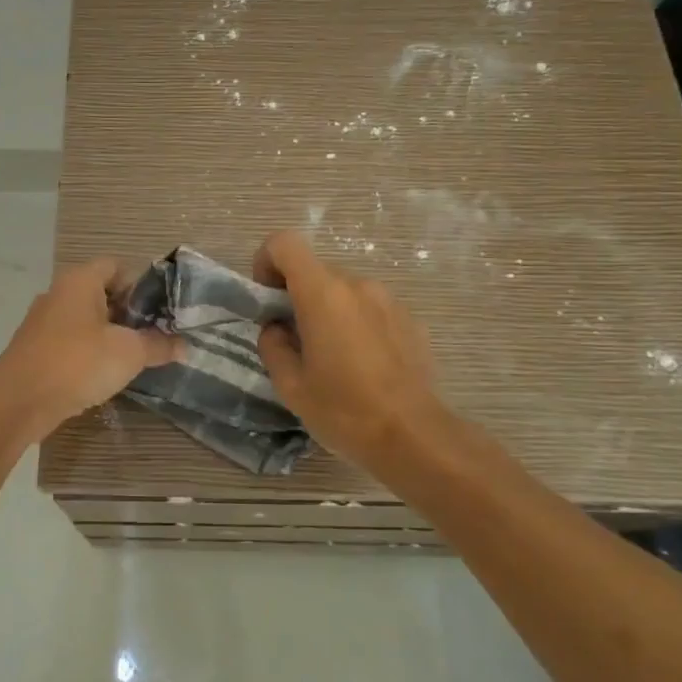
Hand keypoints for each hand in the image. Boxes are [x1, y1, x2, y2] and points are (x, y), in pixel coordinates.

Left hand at [0, 258, 180, 443]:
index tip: (162, 311)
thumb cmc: (77, 363)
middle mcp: (59, 293)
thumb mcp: (128, 353)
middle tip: (154, 335)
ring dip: (110, 335)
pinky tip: (104, 374)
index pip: (117, 266)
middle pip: (102, 292)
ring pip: (86, 319)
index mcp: (80, 280)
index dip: (142, 284)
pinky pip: (71, 341)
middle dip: (130, 313)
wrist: (18, 402)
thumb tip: (184, 346)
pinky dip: (89, 351)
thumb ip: (159, 345)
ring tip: (135, 357)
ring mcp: (43, 321)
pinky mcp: (36, 348)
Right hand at [252, 231, 458, 474]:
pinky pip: (369, 309)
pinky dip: (355, 325)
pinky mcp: (409, 320)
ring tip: (330, 359)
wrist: (414, 437)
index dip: (266, 262)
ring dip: (326, 312)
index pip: (285, 243)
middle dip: (295, 296)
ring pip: (343, 291)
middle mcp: (357, 285)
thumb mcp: (290, 385)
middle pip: (314, 271)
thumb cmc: (344, 411)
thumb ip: (273, 345)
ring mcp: (388, 300)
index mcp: (323, 294)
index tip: (267, 300)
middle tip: (293, 342)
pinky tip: (361, 367)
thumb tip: (277, 328)